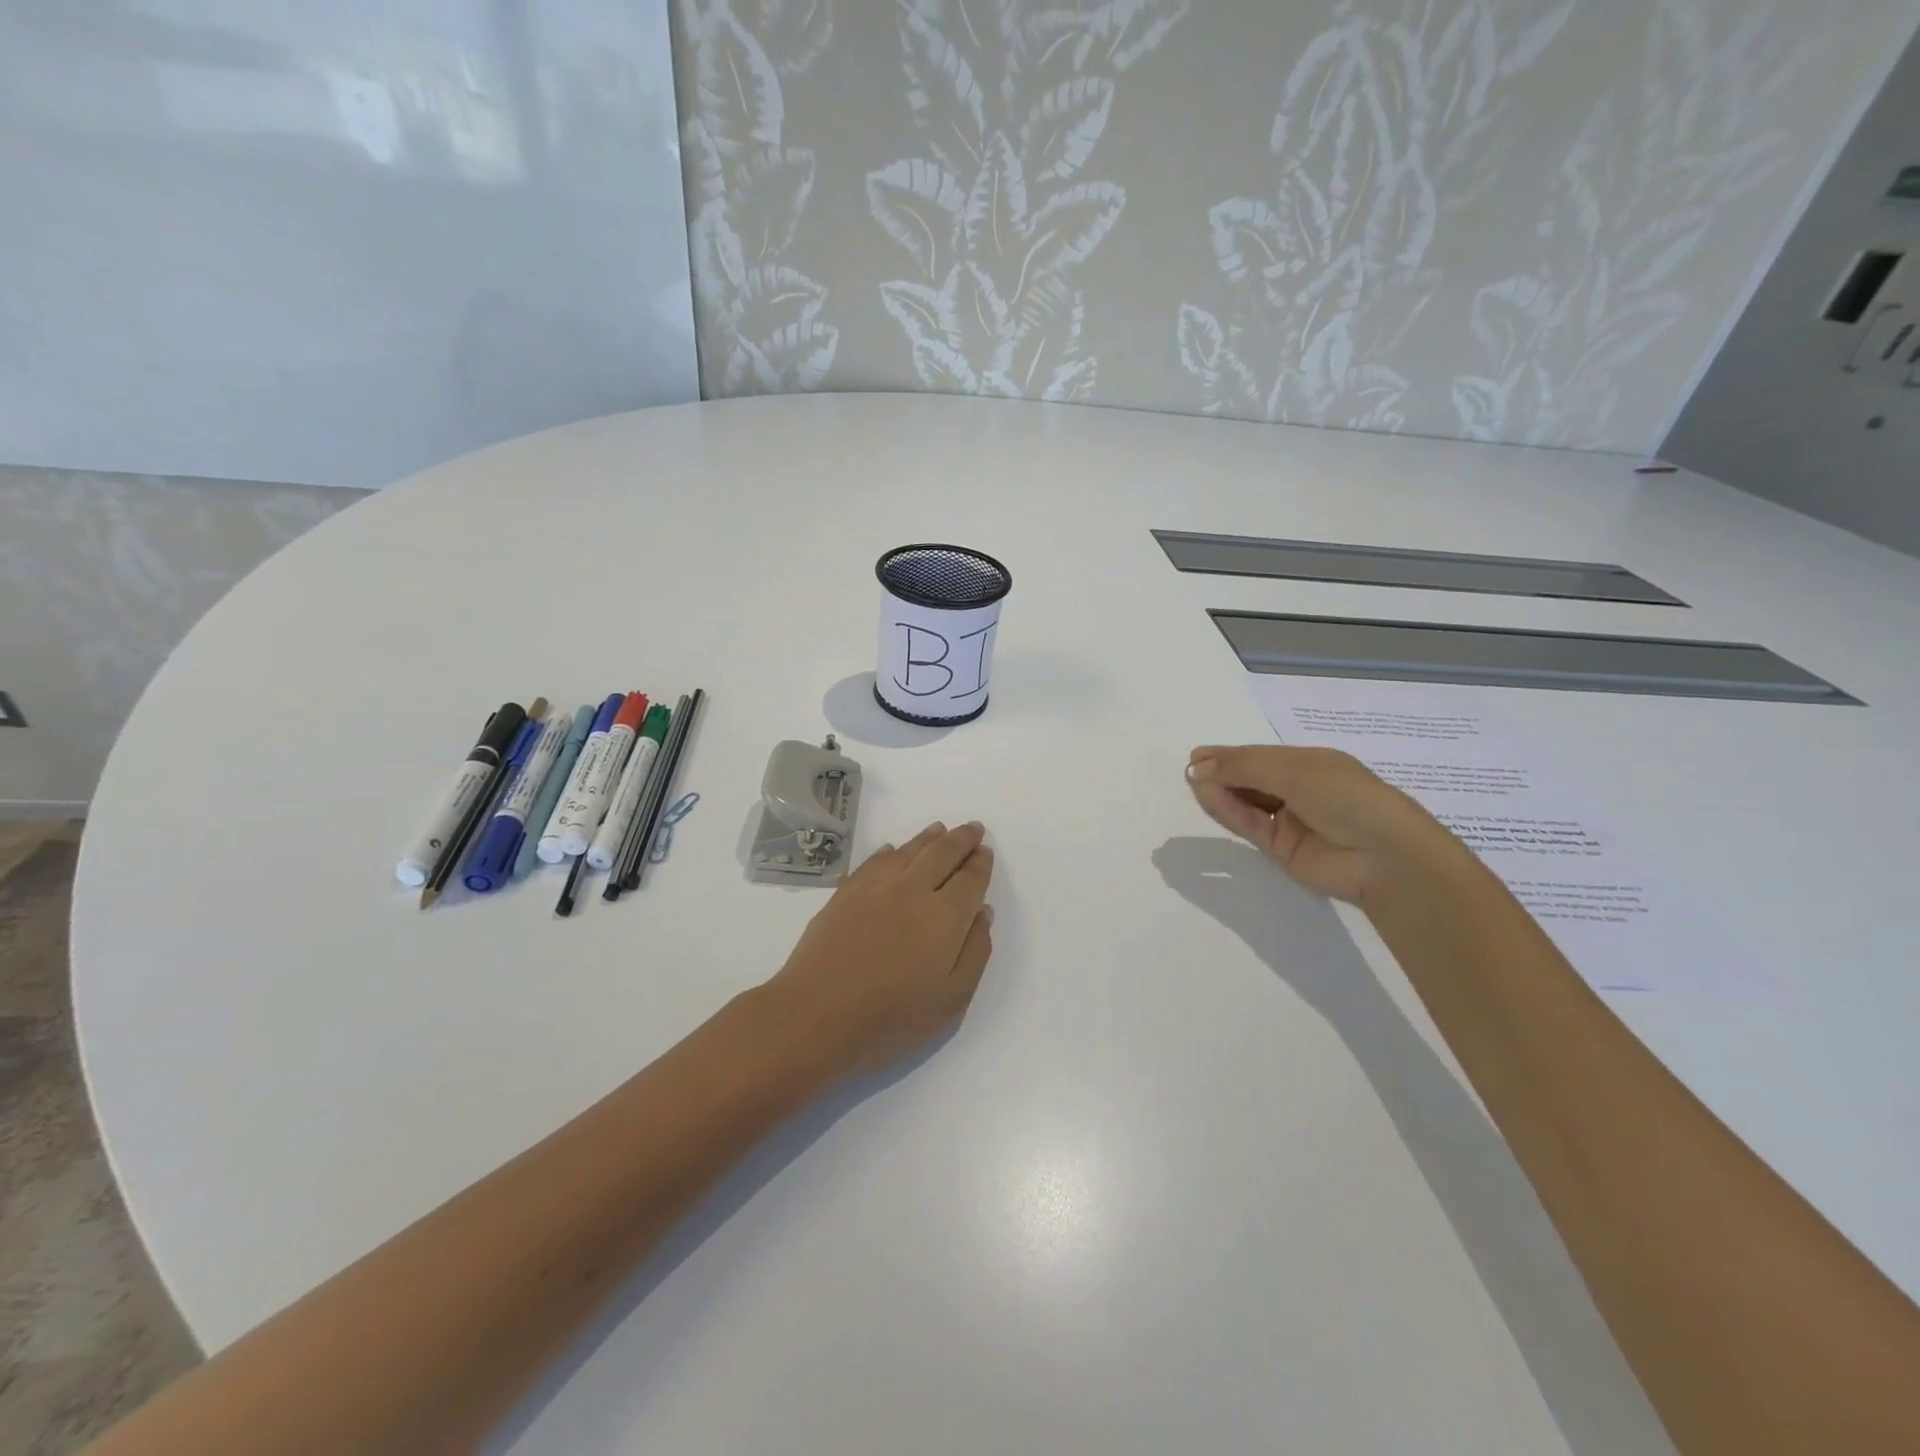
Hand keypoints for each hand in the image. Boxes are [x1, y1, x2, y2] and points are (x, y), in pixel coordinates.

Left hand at [765, 821, 994, 1078]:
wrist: (815, 1017)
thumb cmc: (890, 1019)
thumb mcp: (951, 1000)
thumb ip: (974, 952)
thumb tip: (982, 913)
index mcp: (945, 916)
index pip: (970, 879)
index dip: (980, 864)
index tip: (986, 852)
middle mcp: (913, 889)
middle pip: (942, 853)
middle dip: (961, 839)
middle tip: (972, 829)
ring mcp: (876, 887)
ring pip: (909, 850)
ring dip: (929, 837)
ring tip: (940, 829)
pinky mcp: (846, 892)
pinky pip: (875, 860)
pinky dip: (891, 851)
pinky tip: (894, 850)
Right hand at [1185, 745, 1456, 907]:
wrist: (1385, 857)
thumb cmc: (1346, 796)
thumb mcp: (1294, 771)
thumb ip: (1243, 767)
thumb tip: (1197, 766)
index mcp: (1310, 763)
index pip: (1260, 756)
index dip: (1229, 755)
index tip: (1197, 754)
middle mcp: (1298, 789)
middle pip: (1250, 778)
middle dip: (1221, 772)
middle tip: (1190, 769)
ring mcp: (1289, 820)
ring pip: (1246, 802)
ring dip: (1220, 791)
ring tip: (1193, 781)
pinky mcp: (1281, 848)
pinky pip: (1249, 825)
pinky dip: (1228, 811)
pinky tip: (1208, 797)